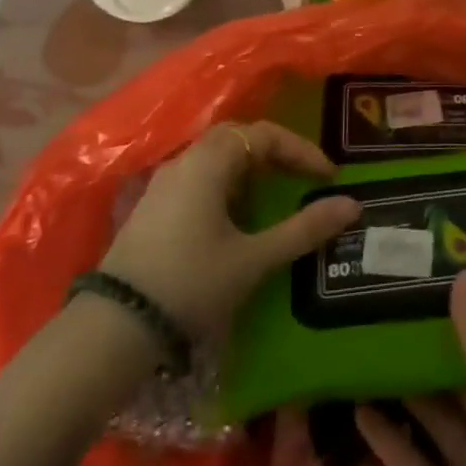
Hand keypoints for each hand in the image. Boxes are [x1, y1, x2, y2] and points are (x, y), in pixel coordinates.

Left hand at [99, 121, 360, 336]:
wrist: (113, 330)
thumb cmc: (191, 284)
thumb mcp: (253, 259)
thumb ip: (303, 230)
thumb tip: (352, 205)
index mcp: (210, 161)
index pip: (264, 135)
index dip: (300, 151)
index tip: (327, 177)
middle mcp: (184, 161)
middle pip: (237, 139)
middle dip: (274, 154)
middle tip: (302, 179)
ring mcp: (162, 185)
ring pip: (215, 160)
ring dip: (250, 172)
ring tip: (275, 200)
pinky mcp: (150, 210)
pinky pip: (198, 181)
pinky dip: (227, 188)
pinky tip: (235, 221)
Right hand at [356, 270, 465, 465]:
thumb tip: (465, 271)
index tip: (443, 270)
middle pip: (464, 376)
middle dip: (434, 343)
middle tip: (394, 293)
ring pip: (434, 415)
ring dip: (405, 385)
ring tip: (368, 334)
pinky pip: (410, 460)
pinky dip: (386, 435)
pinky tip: (357, 401)